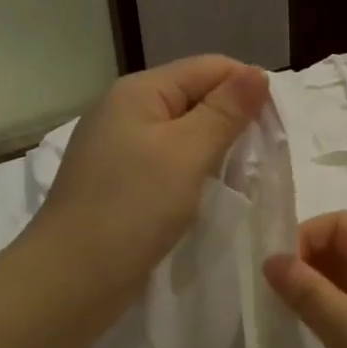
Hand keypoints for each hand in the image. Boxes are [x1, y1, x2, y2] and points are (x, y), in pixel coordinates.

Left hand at [33, 55, 269, 307]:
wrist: (70, 279)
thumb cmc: (133, 208)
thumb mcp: (187, 153)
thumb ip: (225, 111)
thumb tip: (257, 72)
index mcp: (139, 91)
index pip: (209, 68)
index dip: (247, 89)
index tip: (276, 128)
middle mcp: (124, 110)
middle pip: (194, 97)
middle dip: (231, 121)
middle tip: (261, 159)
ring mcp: (116, 147)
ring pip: (181, 133)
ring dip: (213, 150)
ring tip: (240, 178)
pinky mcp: (116, 181)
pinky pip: (165, 162)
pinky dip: (191, 172)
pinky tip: (205, 193)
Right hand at [264, 212, 346, 347]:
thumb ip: (309, 293)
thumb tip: (272, 259)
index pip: (345, 225)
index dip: (306, 238)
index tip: (277, 274)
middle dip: (313, 263)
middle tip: (282, 299)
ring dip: (326, 289)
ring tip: (300, 319)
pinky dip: (344, 312)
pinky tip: (330, 338)